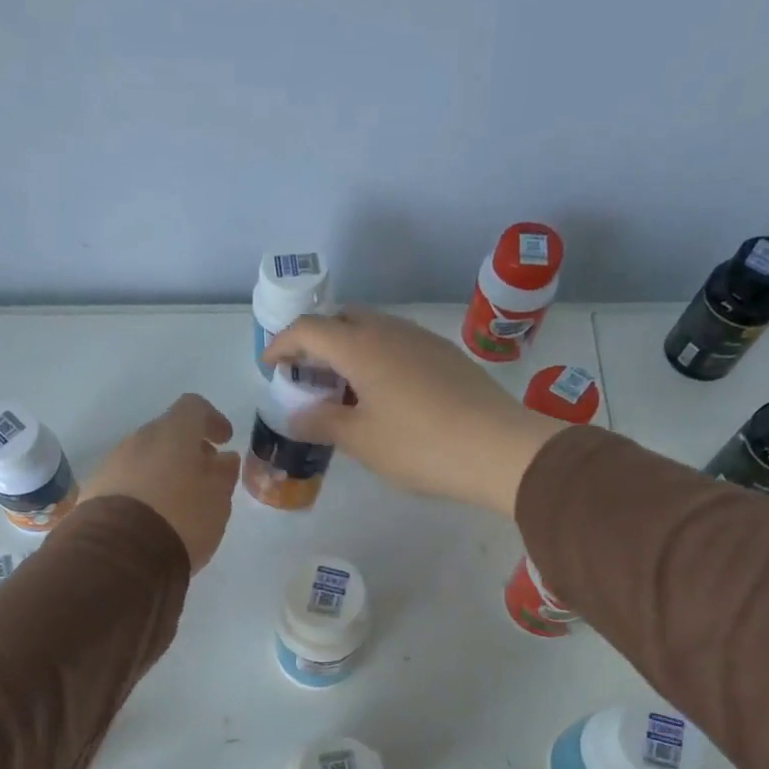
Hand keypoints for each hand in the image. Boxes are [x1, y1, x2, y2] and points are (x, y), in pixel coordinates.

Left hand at [82, 393, 239, 570]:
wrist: (120, 554)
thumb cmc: (180, 519)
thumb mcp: (217, 501)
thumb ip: (223, 475)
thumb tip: (224, 459)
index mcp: (172, 433)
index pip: (193, 408)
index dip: (212, 420)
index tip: (224, 440)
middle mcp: (138, 440)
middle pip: (166, 433)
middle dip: (186, 450)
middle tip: (203, 476)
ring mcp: (111, 464)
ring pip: (143, 458)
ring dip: (162, 472)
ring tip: (178, 502)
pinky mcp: (94, 491)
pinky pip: (125, 481)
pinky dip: (142, 491)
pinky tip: (151, 518)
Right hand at [263, 309, 564, 516]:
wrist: (498, 449)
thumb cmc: (420, 445)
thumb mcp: (361, 440)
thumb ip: (322, 423)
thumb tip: (297, 415)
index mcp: (362, 346)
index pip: (309, 329)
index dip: (282, 344)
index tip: (270, 367)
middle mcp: (391, 331)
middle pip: (342, 320)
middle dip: (316, 341)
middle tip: (306, 376)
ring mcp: (423, 340)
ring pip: (373, 330)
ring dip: (348, 350)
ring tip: (341, 389)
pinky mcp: (446, 356)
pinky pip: (397, 345)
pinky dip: (376, 358)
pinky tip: (381, 394)